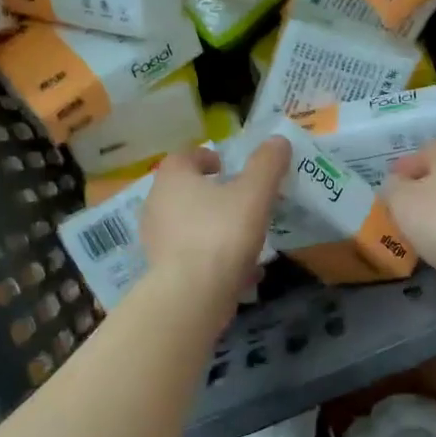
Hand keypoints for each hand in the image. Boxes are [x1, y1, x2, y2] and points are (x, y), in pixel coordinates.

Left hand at [141, 137, 288, 309]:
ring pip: (190, 226)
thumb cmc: (221, 233)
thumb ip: (267, 165)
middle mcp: (157, 205)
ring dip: (214, 227)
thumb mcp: (254, 193)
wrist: (192, 295)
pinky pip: (192, 256)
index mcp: (172, 178)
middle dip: (212, 194)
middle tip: (240, 199)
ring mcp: (156, 240)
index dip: (206, 157)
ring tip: (245, 237)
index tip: (227, 166)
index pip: (184, 156)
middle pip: (185, 191)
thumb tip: (279, 141)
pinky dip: (213, 258)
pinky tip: (241, 272)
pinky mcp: (163, 271)